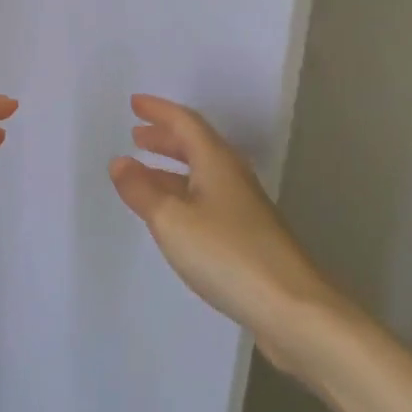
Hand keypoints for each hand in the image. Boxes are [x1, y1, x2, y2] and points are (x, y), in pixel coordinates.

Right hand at [109, 94, 326, 337]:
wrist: (292, 308)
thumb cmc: (227, 254)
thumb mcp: (171, 221)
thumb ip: (142, 190)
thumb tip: (119, 161)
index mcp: (216, 162)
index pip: (185, 123)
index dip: (159, 111)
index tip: (134, 103)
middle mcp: (232, 176)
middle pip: (196, 145)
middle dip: (165, 137)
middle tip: (136, 134)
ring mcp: (243, 207)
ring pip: (202, 173)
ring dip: (172, 166)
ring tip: (143, 171)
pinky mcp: (248, 235)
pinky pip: (207, 198)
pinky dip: (183, 193)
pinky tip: (171, 214)